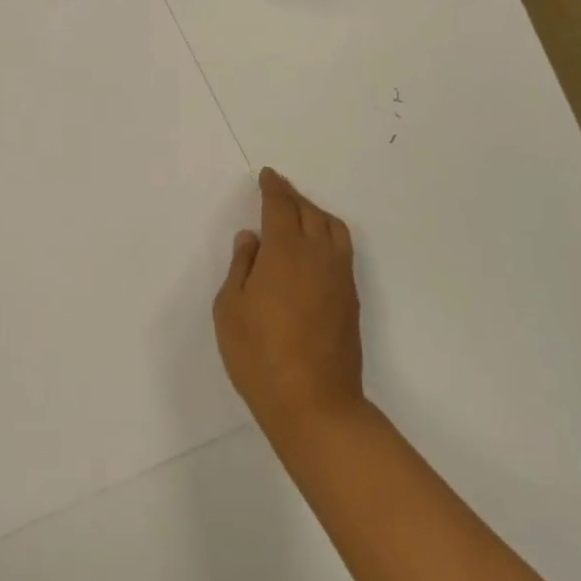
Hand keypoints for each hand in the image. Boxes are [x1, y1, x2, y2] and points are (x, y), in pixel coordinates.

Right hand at [213, 167, 365, 444]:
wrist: (315, 404)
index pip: (281, 206)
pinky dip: (327, 236)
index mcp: (285, 252)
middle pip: (309, 212)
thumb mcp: (230, 308)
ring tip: (298, 215)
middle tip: (277, 191)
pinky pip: (342, 250)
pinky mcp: (351, 299)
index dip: (274, 187)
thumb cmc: (260, 355)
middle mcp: (318, 256)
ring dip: (315, 213)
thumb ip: (241, 266)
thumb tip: (252, 238)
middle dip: (293, 197)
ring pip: (333, 228)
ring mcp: (339, 278)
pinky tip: (313, 250)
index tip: (267, 176)